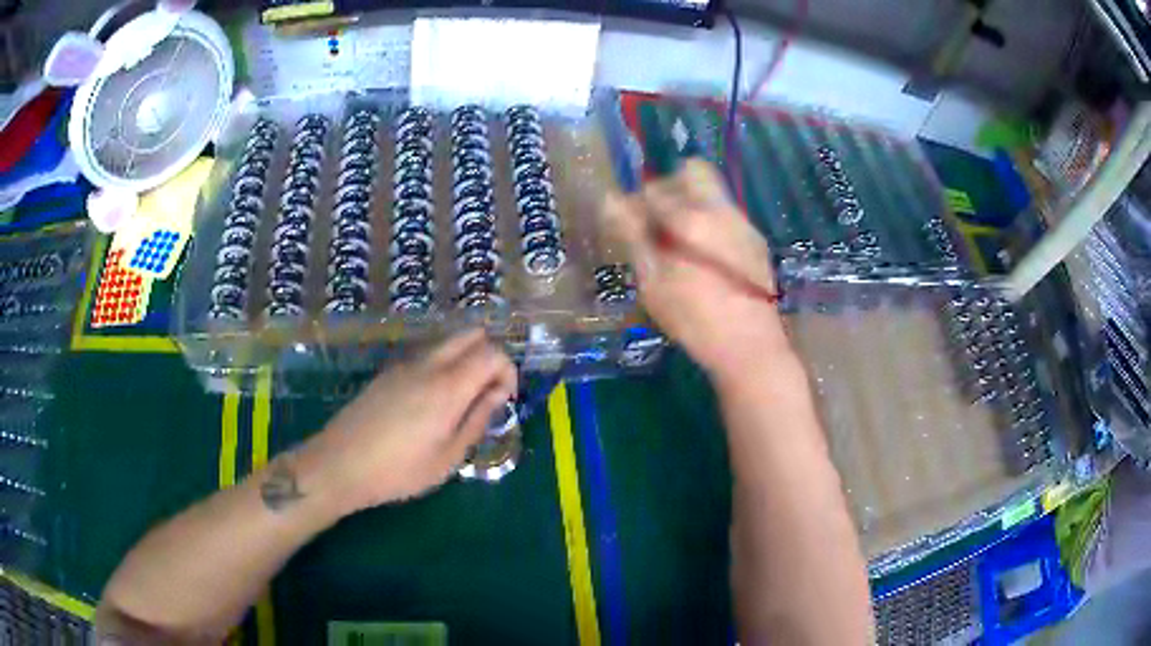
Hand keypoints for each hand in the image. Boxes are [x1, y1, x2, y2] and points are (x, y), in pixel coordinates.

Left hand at [299, 330, 516, 513]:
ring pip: (448, 341)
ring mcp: (406, 364)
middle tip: (488, 391)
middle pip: (471, 334)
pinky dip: (444, 364)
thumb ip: (477, 419)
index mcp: (448, 386)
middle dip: (489, 356)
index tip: (505, 400)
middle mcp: (429, 364)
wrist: (341, 463)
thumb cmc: (399, 470)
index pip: (492, 353)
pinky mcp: (389, 372)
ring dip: (466, 358)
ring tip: (463, 399)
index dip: (508, 371)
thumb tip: (498, 393)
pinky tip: (433, 402)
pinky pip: (427, 354)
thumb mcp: (448, 457)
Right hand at [603, 159, 792, 381]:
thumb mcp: (654, 284)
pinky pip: (726, 215)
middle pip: (693, 172)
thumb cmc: (695, 320)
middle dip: (668, 188)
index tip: (628, 224)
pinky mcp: (755, 242)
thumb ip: (633, 237)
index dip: (635, 204)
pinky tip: (703, 257)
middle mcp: (722, 211)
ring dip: (689, 205)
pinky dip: (708, 223)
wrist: (751, 348)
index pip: (654, 190)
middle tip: (655, 221)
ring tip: (678, 243)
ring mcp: (743, 225)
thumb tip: (609, 200)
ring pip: (711, 194)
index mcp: (693, 218)